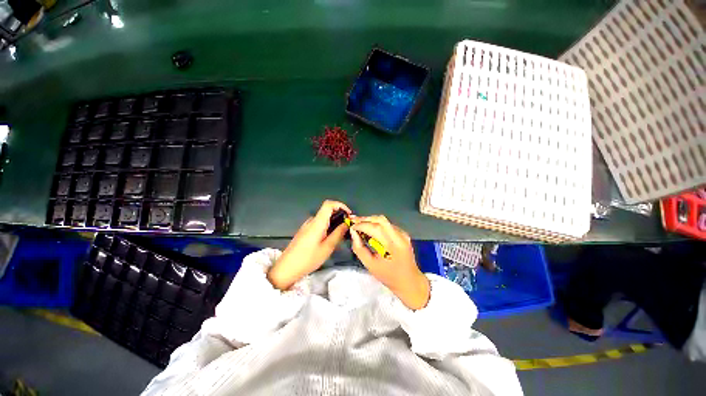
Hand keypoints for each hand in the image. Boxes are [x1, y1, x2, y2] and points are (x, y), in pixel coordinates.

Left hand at [267, 200, 350, 289]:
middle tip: (346, 226)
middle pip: (327, 210)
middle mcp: (311, 221)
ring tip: (339, 234)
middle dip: (339, 215)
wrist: (286, 268)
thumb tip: (346, 224)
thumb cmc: (308, 259)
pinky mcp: (304, 231)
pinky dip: (327, 226)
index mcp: (317, 222)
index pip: (329, 204)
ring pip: (323, 218)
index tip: (348, 214)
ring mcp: (306, 226)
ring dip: (333, 222)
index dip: (340, 205)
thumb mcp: (327, 247)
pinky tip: (329, 238)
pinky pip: (318, 224)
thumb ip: (338, 233)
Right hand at [350, 215, 429, 309]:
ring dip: (371, 221)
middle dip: (365, 219)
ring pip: (384, 221)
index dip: (361, 225)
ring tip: (359, 224)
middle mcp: (400, 236)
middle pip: (381, 220)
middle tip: (354, 221)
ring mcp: (403, 234)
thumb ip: (359, 248)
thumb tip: (353, 233)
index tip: (351, 226)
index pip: (375, 228)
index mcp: (393, 246)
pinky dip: (377, 225)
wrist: (410, 281)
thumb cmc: (389, 276)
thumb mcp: (370, 265)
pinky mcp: (403, 234)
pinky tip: (370, 229)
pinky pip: (388, 225)